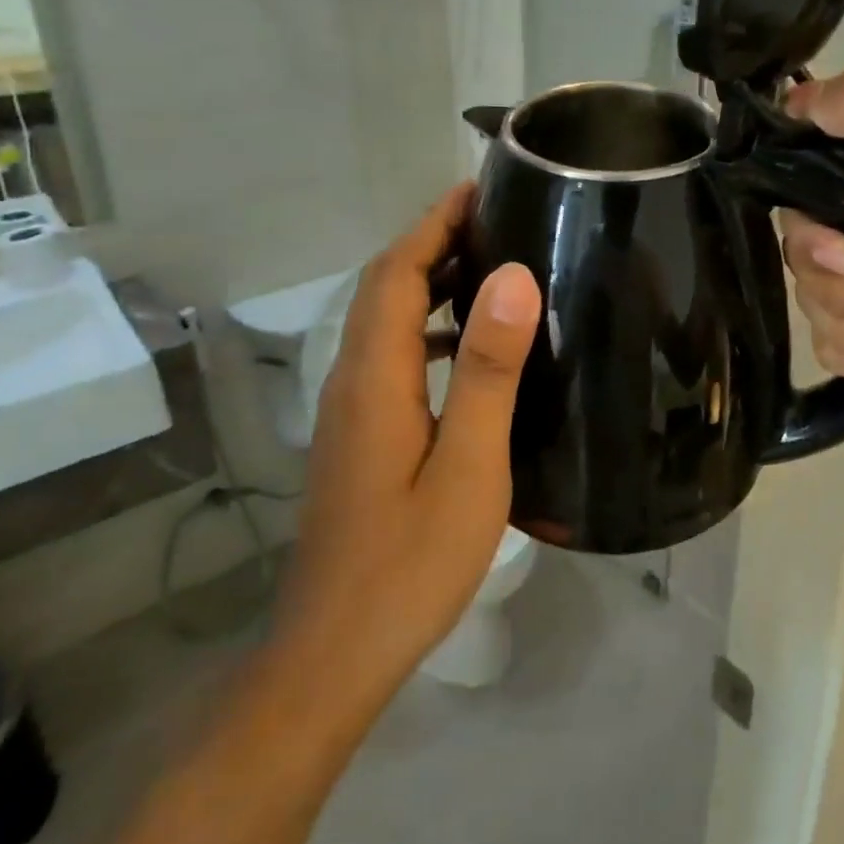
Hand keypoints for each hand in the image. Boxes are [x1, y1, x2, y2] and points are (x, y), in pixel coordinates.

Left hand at [272, 185, 540, 712]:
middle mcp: (352, 379)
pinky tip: (470, 349)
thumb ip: (486, 370)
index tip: (480, 188)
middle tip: (497, 218)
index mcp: (375, 376)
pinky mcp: (358, 435)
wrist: (334, 654)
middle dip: (432, 241)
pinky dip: (427, 328)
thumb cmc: (409, 564)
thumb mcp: (468, 465)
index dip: (434, 222)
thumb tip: (510, 277)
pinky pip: (391, 355)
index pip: (398, 272)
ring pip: (385, 320)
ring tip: (492, 267)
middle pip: (384, 287)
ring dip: (429, 282)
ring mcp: (350, 410)